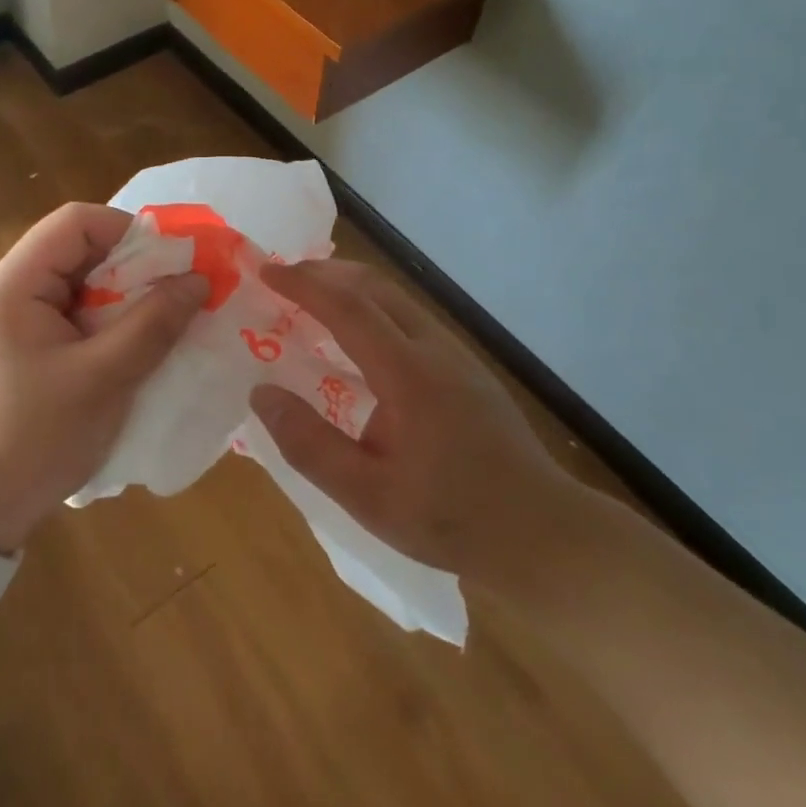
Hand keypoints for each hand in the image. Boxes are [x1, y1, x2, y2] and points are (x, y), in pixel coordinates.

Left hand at [0, 203, 205, 554]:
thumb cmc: (33, 438)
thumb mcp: (102, 379)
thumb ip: (153, 324)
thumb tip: (199, 279)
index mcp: (15, 283)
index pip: (76, 222)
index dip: (128, 229)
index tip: (173, 261)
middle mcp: (12, 291)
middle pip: (80, 251)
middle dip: (134, 267)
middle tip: (180, 294)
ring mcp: (18, 322)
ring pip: (82, 286)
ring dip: (125, 299)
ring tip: (167, 322)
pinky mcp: (28, 350)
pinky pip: (76, 318)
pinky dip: (110, 325)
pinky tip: (138, 349)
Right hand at [249, 259, 586, 582]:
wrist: (544, 534)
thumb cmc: (451, 517)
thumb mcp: (367, 495)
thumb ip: (309, 444)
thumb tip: (261, 393)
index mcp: (408, 373)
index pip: (347, 307)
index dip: (303, 284)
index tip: (265, 271)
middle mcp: (433, 348)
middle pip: (374, 286)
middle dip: (324, 272)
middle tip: (282, 278)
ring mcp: (455, 354)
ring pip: (394, 297)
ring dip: (349, 287)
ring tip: (310, 300)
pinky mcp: (466, 367)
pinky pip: (408, 317)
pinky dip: (370, 308)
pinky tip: (356, 341)